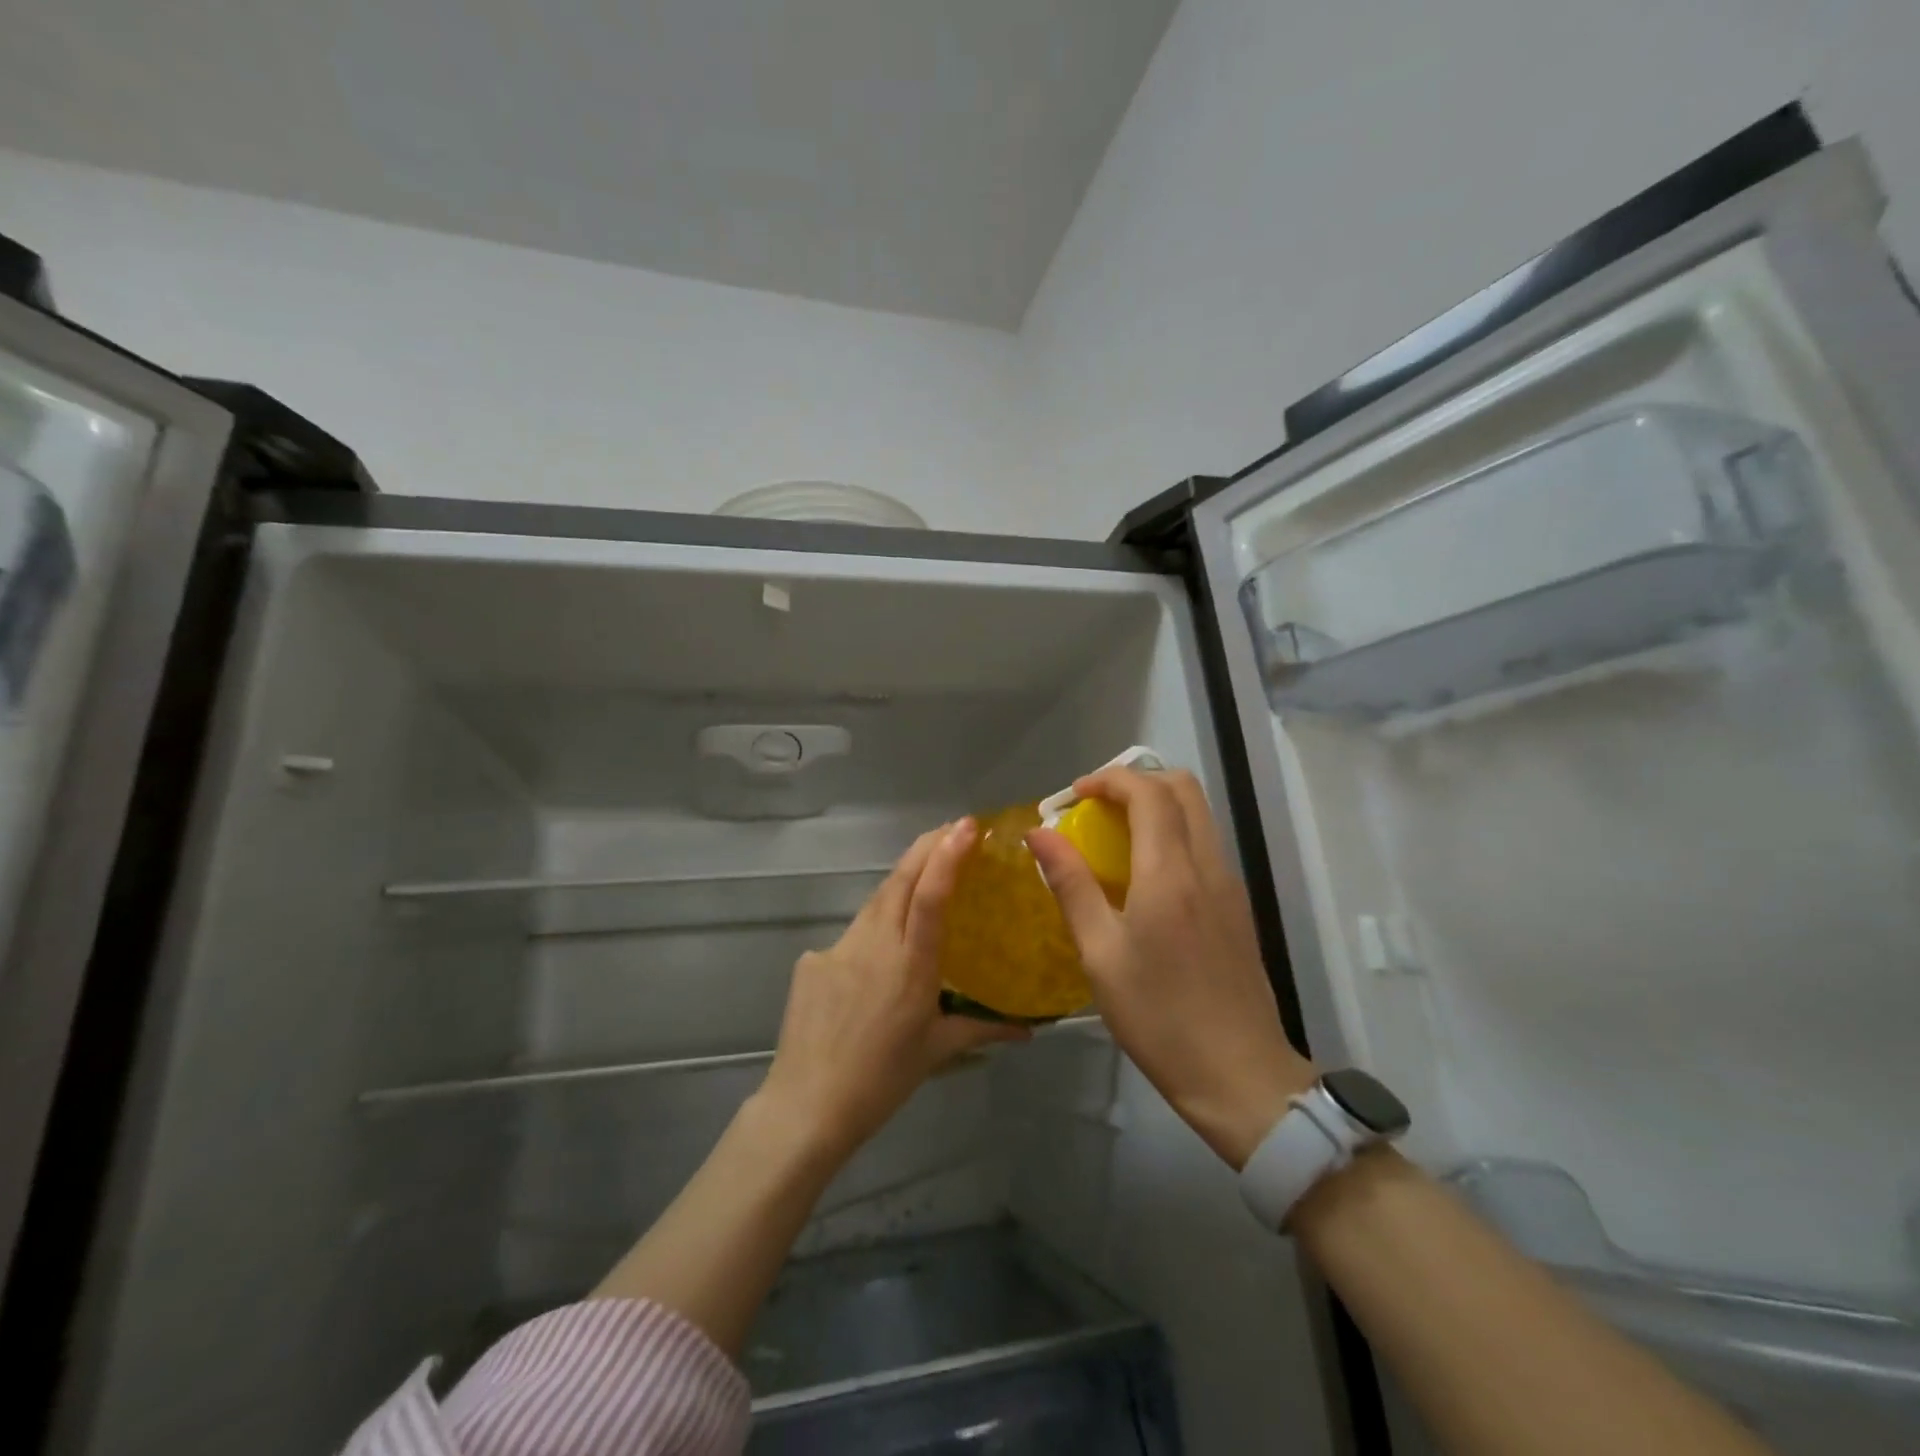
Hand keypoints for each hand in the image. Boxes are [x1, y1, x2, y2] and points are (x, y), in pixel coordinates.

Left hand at [759, 819, 1028, 1160]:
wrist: (807, 1106)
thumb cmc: (882, 1080)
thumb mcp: (938, 1050)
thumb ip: (984, 1029)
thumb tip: (1029, 1030)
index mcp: (910, 964)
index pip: (930, 896)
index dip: (948, 855)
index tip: (967, 826)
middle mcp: (873, 944)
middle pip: (900, 879)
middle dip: (927, 847)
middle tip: (954, 830)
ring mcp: (837, 948)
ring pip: (875, 901)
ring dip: (901, 882)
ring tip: (923, 876)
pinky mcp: (812, 959)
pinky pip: (850, 935)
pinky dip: (871, 932)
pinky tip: (875, 958)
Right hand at [1028, 768, 1314, 1169]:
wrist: (1240, 1075)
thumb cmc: (1158, 1016)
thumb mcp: (1100, 953)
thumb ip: (1071, 884)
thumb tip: (1039, 833)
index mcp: (1170, 873)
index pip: (1148, 793)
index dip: (1109, 779)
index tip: (1074, 795)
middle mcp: (1207, 866)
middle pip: (1184, 789)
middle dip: (1137, 782)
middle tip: (1096, 807)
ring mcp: (1229, 885)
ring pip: (1199, 815)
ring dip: (1157, 806)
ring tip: (1113, 836)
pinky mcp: (1237, 907)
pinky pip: (1205, 845)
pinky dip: (1173, 834)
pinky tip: (1144, 875)